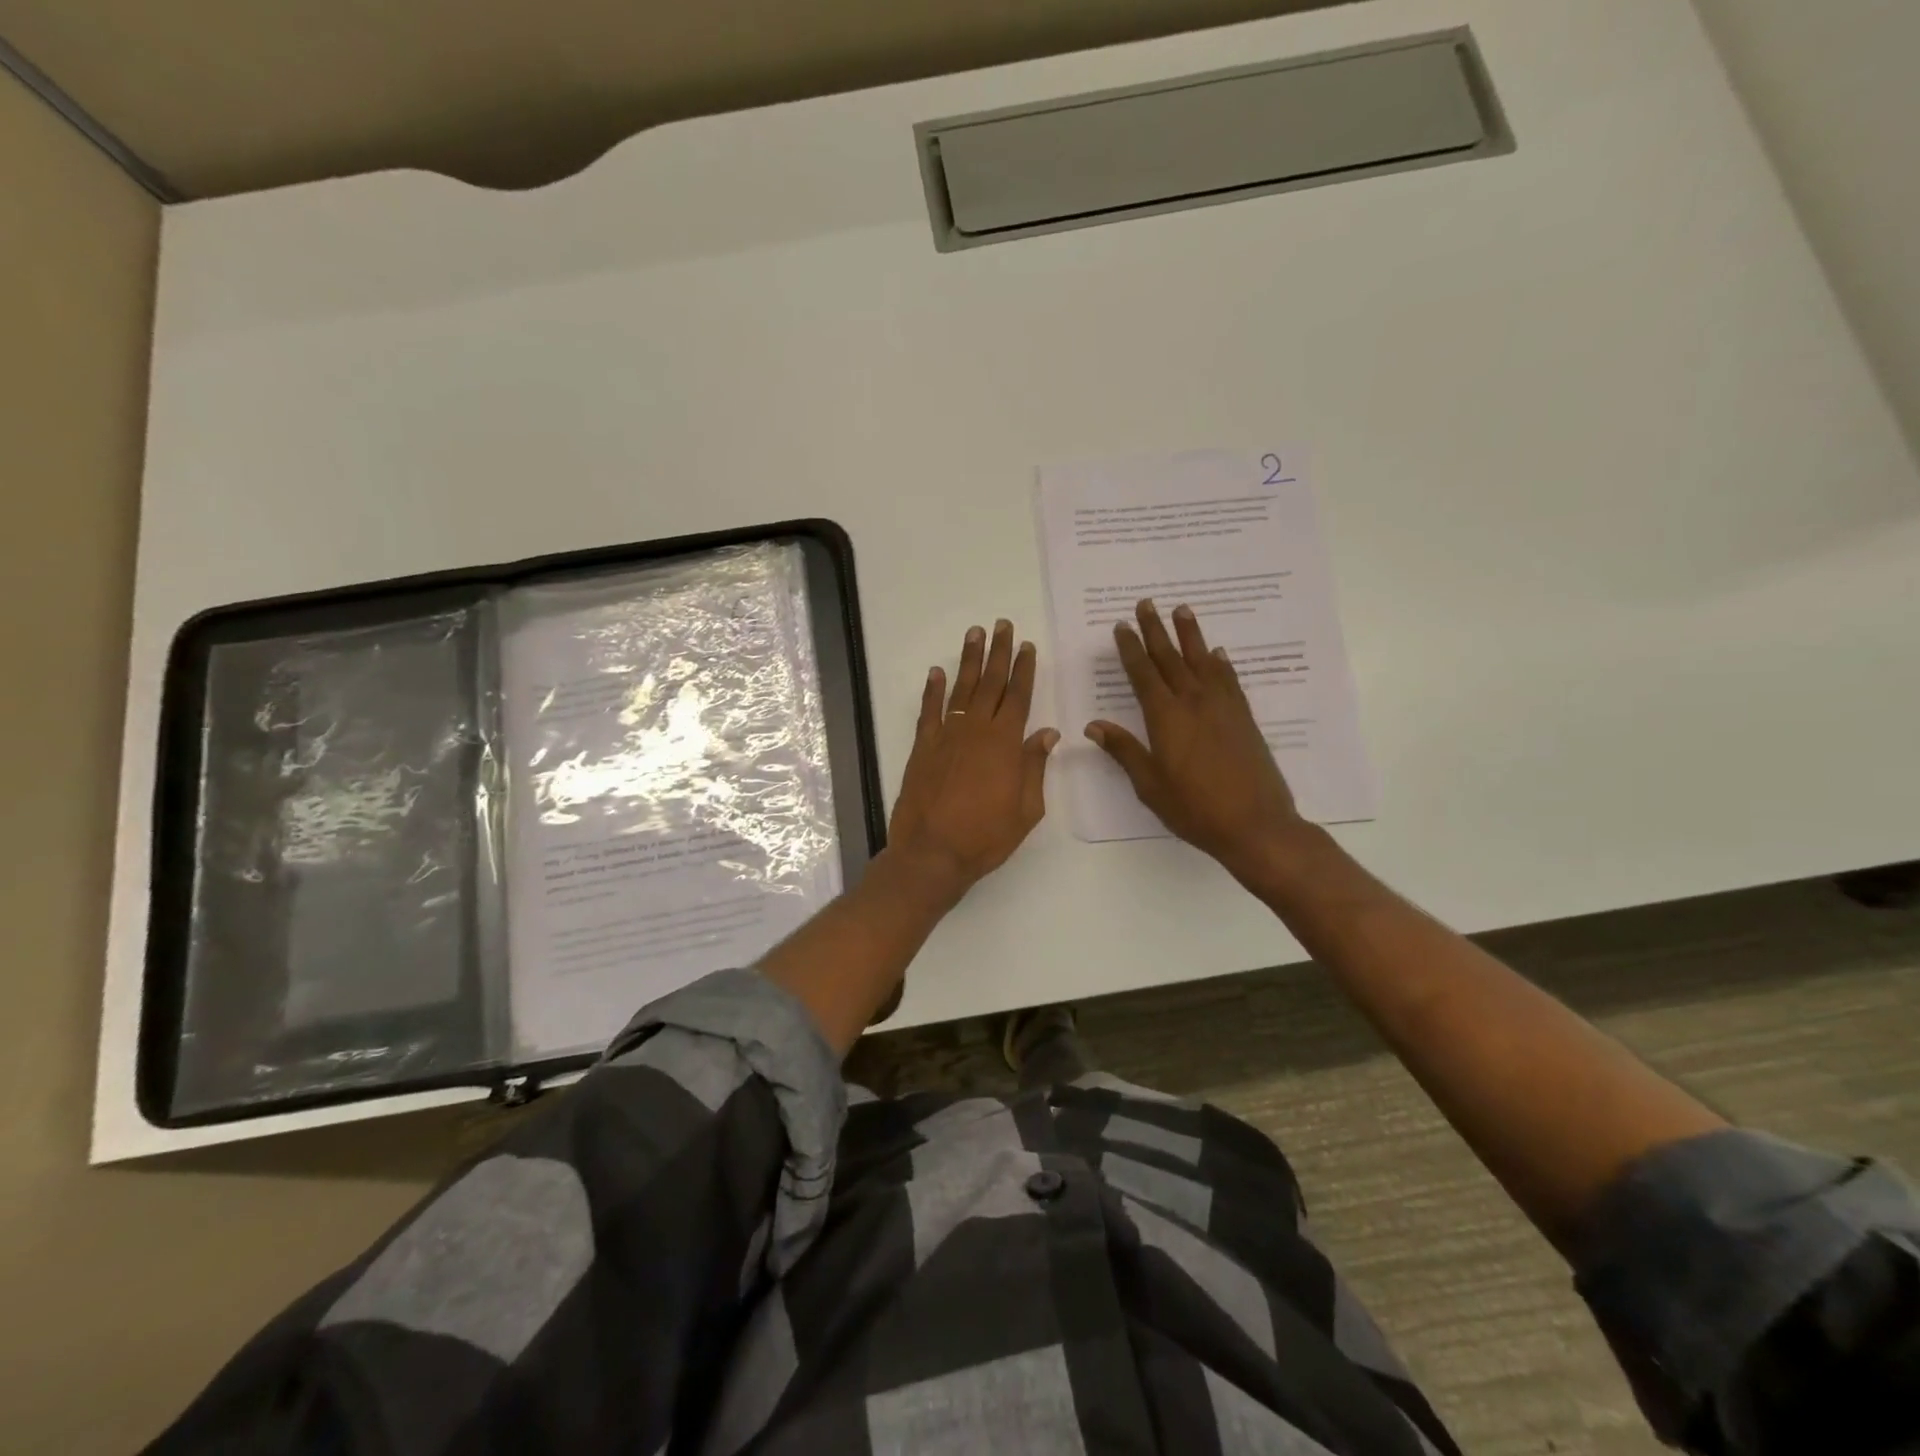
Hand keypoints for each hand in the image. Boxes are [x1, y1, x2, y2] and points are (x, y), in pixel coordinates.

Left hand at [888, 620, 1058, 897]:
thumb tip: (1047, 732)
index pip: (1018, 696)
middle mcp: (976, 730)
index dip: (1024, 669)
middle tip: (1002, 625)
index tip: (1027, 646)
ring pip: (961, 689)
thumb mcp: (1026, 809)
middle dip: (999, 652)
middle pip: (991, 683)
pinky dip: (932, 690)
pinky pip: (929, 710)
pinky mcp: (922, 747)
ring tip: (975, 634)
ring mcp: (946, 735)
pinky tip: (936, 672)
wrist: (932, 852)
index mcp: (1005, 743)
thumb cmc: (986, 836)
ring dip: (969, 661)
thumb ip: (1034, 766)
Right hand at [1087, 600, 1310, 885]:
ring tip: (1181, 610)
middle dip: (1156, 630)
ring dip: (1190, 635)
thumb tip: (1094, 725)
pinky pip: (1229, 680)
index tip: (1121, 626)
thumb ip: (1124, 750)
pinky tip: (1217, 653)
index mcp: (1165, 718)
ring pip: (1202, 661)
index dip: (1131, 649)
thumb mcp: (1150, 784)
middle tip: (1146, 604)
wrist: (1255, 824)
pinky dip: (1220, 663)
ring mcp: (1223, 707)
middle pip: (1171, 658)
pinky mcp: (1243, 718)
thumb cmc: (1194, 808)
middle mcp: (1194, 703)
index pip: (1143, 674)